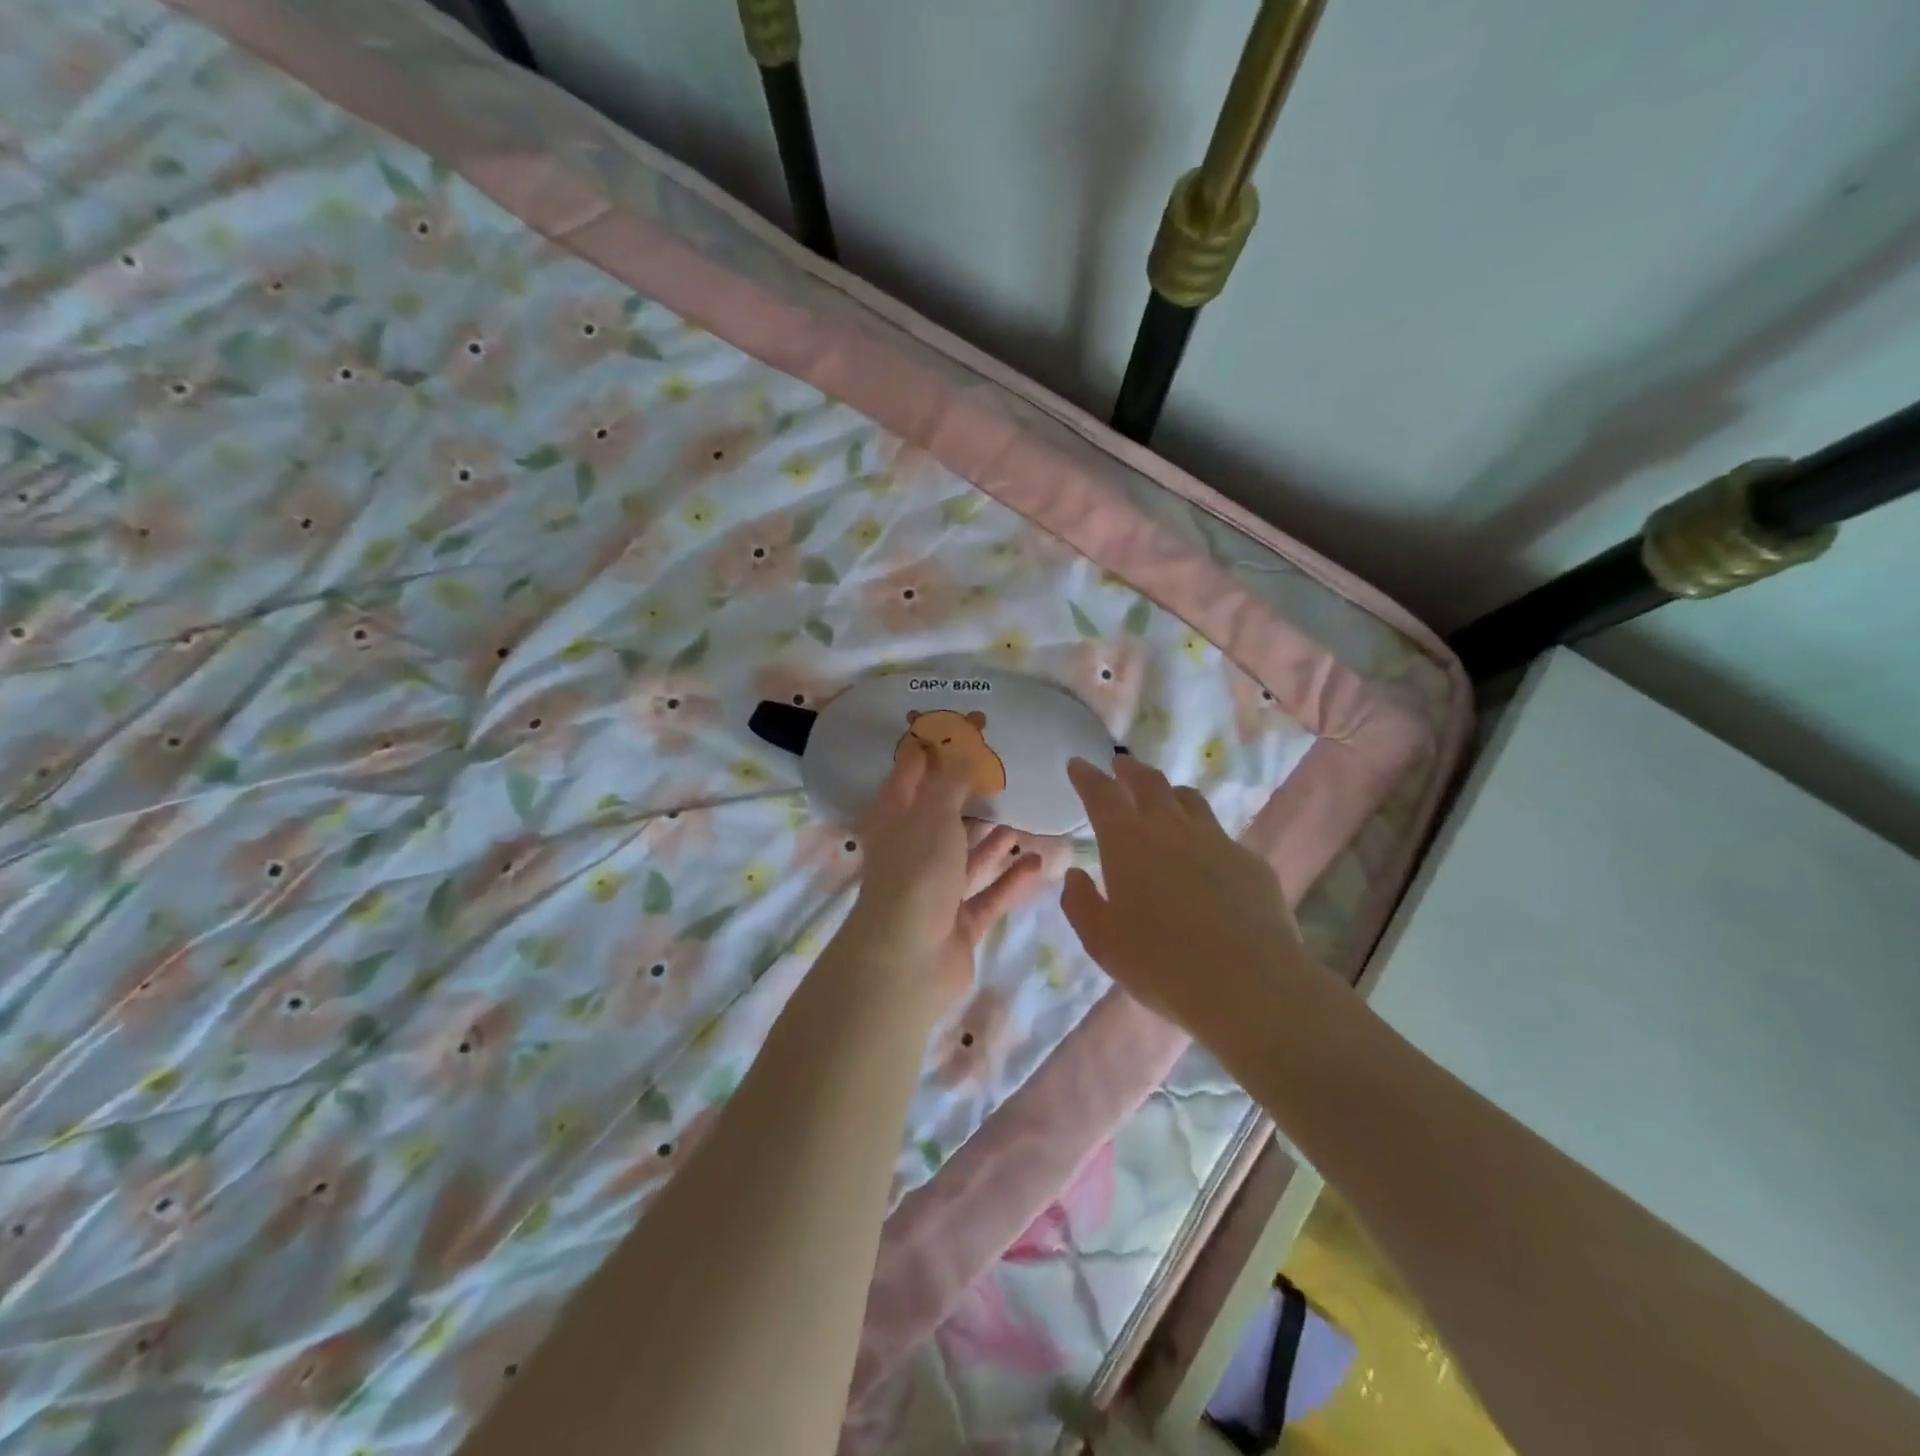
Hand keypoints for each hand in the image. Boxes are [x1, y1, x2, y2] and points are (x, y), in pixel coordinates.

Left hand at [845, 742, 1043, 1009]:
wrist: (908, 960)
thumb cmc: (916, 872)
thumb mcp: (934, 814)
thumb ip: (952, 782)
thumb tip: (962, 750)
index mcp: (894, 822)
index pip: (909, 778)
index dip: (930, 755)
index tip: (960, 735)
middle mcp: (911, 853)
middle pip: (942, 819)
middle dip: (970, 802)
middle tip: (1004, 780)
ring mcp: (935, 891)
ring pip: (967, 859)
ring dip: (993, 842)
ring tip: (1025, 822)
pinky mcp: (958, 922)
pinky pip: (988, 894)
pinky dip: (1011, 879)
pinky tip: (1039, 863)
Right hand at [1061, 756, 1313, 1046]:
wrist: (1250, 984)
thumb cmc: (1161, 964)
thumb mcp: (1103, 942)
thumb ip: (1081, 903)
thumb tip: (1076, 874)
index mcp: (1128, 842)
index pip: (1102, 794)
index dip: (1087, 776)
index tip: (1078, 764)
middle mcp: (1171, 829)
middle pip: (1150, 783)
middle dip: (1130, 771)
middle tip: (1120, 766)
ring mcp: (1216, 841)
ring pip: (1190, 800)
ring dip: (1169, 792)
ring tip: (1164, 798)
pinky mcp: (1250, 862)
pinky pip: (1220, 835)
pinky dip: (1202, 834)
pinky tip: (1204, 857)